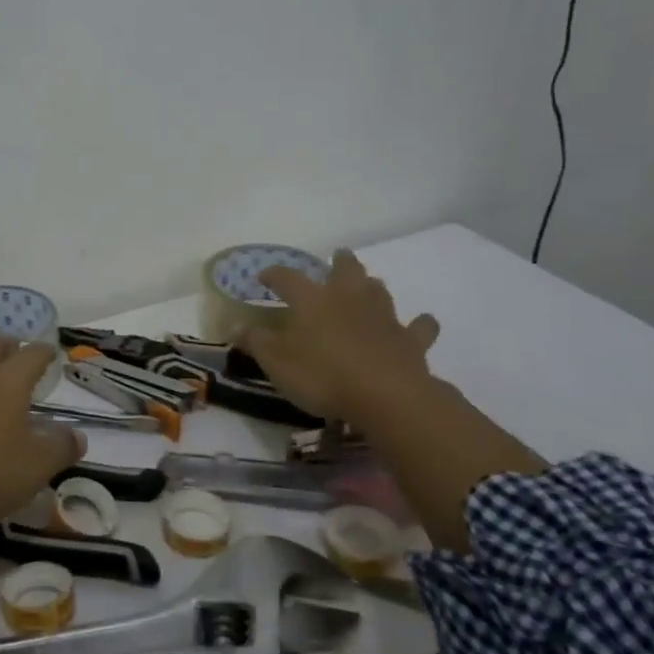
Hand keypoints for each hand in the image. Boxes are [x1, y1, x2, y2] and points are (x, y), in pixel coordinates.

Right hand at [238, 251, 440, 424]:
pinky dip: (419, 324)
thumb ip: (255, 342)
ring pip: (379, 290)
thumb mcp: (275, 362)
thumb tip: (233, 325)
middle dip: (340, 262)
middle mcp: (348, 298)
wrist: (386, 396)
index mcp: (312, 300)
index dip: (273, 274)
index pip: (287, 278)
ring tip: (368, 285)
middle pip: (346, 270)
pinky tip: (420, 323)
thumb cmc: (321, 375)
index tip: (263, 276)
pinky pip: (419, 327)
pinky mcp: (410, 340)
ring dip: (372, 285)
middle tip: (338, 256)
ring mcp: (383, 316)